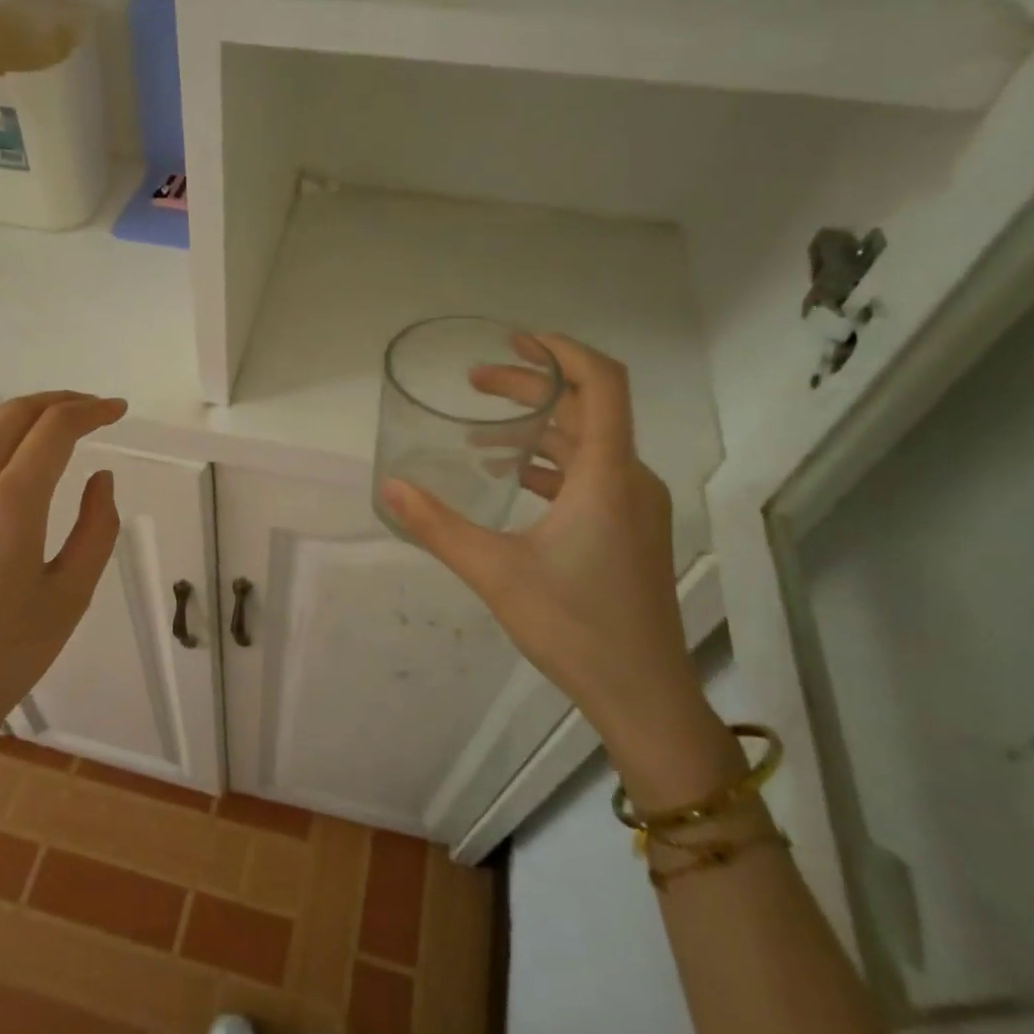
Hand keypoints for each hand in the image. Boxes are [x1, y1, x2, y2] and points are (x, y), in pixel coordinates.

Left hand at [0, 391, 125, 748]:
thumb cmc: (7, 653)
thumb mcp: (71, 595)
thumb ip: (97, 527)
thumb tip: (100, 478)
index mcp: (12, 503)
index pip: (55, 429)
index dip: (92, 411)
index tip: (118, 412)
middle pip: (16, 415)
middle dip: (60, 403)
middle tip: (93, 410)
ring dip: (20, 413)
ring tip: (50, 421)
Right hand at [382, 335, 701, 749]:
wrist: (643, 694)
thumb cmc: (574, 626)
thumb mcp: (495, 572)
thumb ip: (439, 526)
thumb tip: (390, 487)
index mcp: (607, 476)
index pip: (602, 384)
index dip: (563, 350)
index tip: (517, 339)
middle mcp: (630, 480)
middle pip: (587, 409)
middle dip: (532, 387)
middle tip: (476, 382)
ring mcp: (635, 507)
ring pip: (587, 445)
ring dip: (538, 428)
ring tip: (482, 428)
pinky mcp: (630, 531)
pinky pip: (590, 476)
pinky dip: (550, 464)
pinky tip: (511, 478)